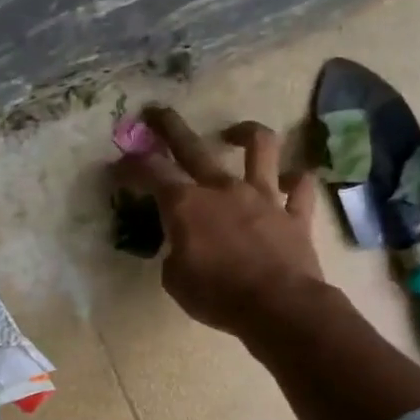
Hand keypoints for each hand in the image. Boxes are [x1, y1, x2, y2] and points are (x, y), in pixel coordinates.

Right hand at [117, 106, 326, 337]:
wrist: (277, 307)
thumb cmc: (217, 296)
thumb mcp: (175, 280)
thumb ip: (175, 254)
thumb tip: (183, 247)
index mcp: (187, 205)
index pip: (151, 173)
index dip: (131, 166)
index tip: (119, 165)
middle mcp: (223, 189)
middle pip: (192, 146)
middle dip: (169, 126)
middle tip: (156, 112)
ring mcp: (264, 196)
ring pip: (260, 147)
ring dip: (247, 133)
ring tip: (235, 133)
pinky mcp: (295, 213)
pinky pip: (300, 187)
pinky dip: (295, 181)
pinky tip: (289, 181)